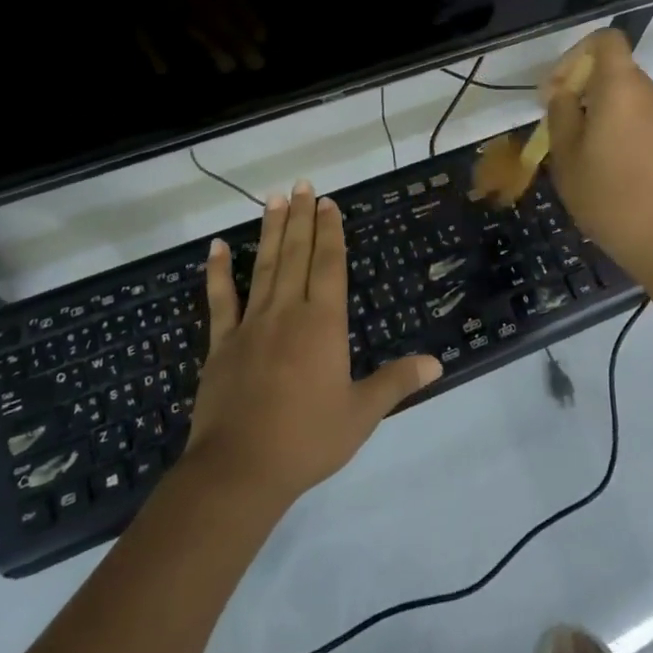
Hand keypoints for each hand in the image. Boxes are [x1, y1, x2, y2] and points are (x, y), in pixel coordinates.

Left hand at [185, 181, 441, 505]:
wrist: (240, 469)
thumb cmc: (307, 440)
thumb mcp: (361, 414)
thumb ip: (396, 382)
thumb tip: (436, 362)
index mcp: (323, 324)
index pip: (329, 265)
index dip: (330, 232)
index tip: (328, 203)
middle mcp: (287, 312)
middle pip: (297, 255)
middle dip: (301, 218)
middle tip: (302, 184)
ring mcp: (251, 324)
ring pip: (264, 267)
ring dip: (270, 231)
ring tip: (273, 198)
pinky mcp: (222, 343)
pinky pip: (220, 299)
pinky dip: (218, 272)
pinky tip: (216, 246)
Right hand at [544, 29, 652, 287]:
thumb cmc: (610, 198)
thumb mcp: (567, 157)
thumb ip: (561, 114)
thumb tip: (563, 92)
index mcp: (622, 88)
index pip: (606, 40)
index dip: (576, 54)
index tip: (557, 89)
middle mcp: (652, 93)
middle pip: (614, 72)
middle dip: (583, 90)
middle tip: (560, 128)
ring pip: (628, 99)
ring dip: (602, 114)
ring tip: (582, 155)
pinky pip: (643, 120)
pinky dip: (622, 131)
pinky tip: (610, 170)